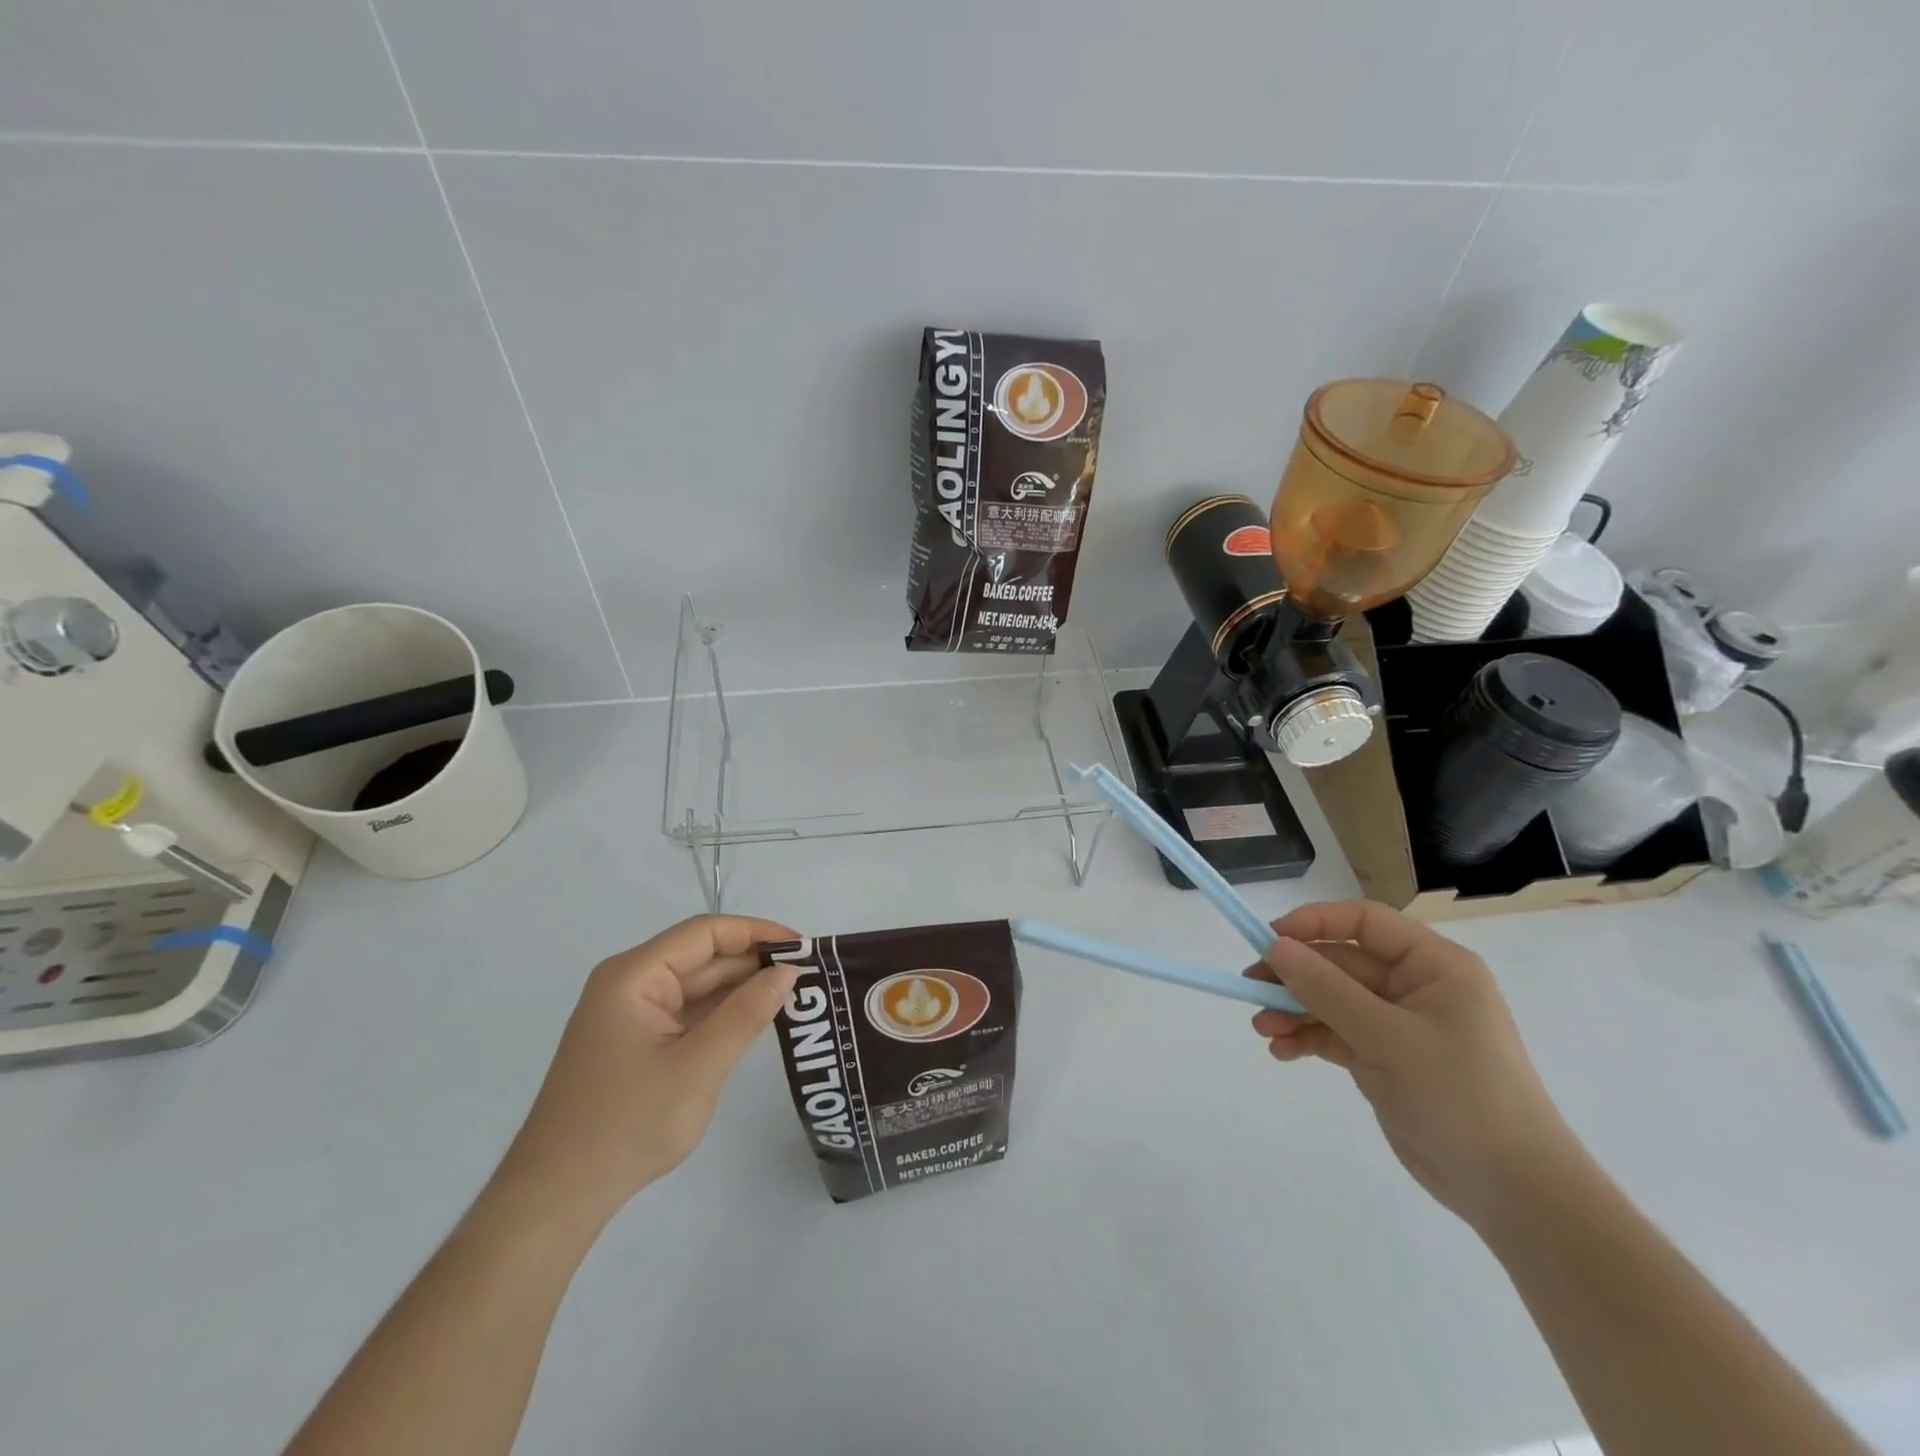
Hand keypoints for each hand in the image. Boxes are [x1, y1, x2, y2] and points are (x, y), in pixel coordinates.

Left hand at [486, 915, 798, 1238]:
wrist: (555, 1199)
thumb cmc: (627, 1125)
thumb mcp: (699, 1067)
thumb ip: (747, 1014)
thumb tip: (787, 971)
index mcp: (634, 975)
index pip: (706, 933)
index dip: (757, 932)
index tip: (803, 947)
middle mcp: (629, 984)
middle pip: (701, 956)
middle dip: (753, 961)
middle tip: (808, 973)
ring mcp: (630, 1015)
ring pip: (696, 986)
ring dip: (740, 988)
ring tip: (793, 993)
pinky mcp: (634, 1042)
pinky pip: (686, 1013)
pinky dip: (721, 1013)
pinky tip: (755, 1019)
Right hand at [1247, 900, 1581, 1230]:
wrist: (1514, 1192)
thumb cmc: (1461, 1096)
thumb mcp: (1388, 1037)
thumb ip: (1328, 990)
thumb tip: (1276, 947)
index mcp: (1433, 966)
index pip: (1364, 922)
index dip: (1315, 922)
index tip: (1270, 939)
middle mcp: (1416, 987)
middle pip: (1341, 963)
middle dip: (1295, 977)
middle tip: (1251, 990)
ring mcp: (1399, 1024)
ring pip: (1332, 999)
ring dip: (1295, 1009)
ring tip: (1263, 1028)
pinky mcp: (1386, 1058)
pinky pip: (1336, 1033)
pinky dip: (1308, 1037)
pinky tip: (1283, 1050)